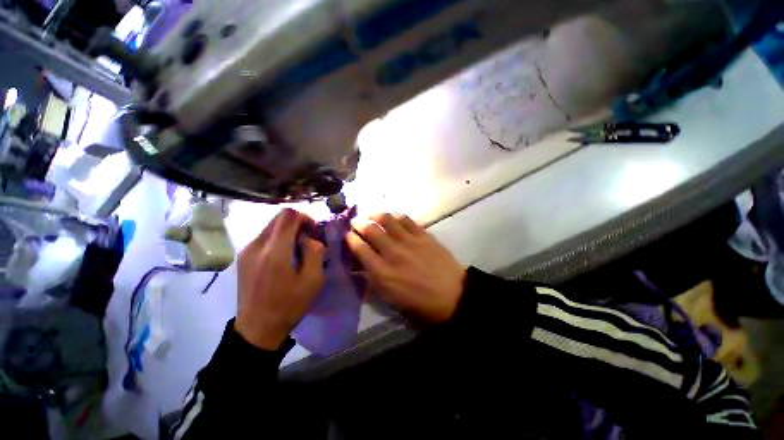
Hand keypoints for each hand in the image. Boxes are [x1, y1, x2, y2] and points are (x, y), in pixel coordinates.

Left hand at [235, 209, 324, 349]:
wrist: (257, 329)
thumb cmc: (289, 305)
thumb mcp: (313, 280)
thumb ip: (315, 251)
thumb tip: (309, 237)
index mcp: (274, 251)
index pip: (288, 215)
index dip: (305, 217)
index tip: (314, 231)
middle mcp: (256, 245)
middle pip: (278, 218)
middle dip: (297, 224)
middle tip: (308, 240)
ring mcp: (246, 251)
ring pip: (271, 227)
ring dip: (287, 232)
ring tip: (297, 250)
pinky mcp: (243, 258)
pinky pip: (263, 238)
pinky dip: (277, 240)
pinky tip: (284, 258)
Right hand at [347, 213, 465, 323]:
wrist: (452, 296)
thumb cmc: (419, 303)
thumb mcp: (390, 299)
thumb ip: (373, 280)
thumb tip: (360, 265)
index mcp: (382, 272)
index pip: (360, 249)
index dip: (351, 239)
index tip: (348, 235)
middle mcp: (393, 253)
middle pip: (371, 231)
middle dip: (359, 223)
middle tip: (356, 221)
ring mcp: (409, 241)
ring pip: (387, 220)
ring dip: (375, 215)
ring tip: (371, 214)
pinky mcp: (424, 235)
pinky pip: (407, 220)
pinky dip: (397, 216)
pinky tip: (393, 216)